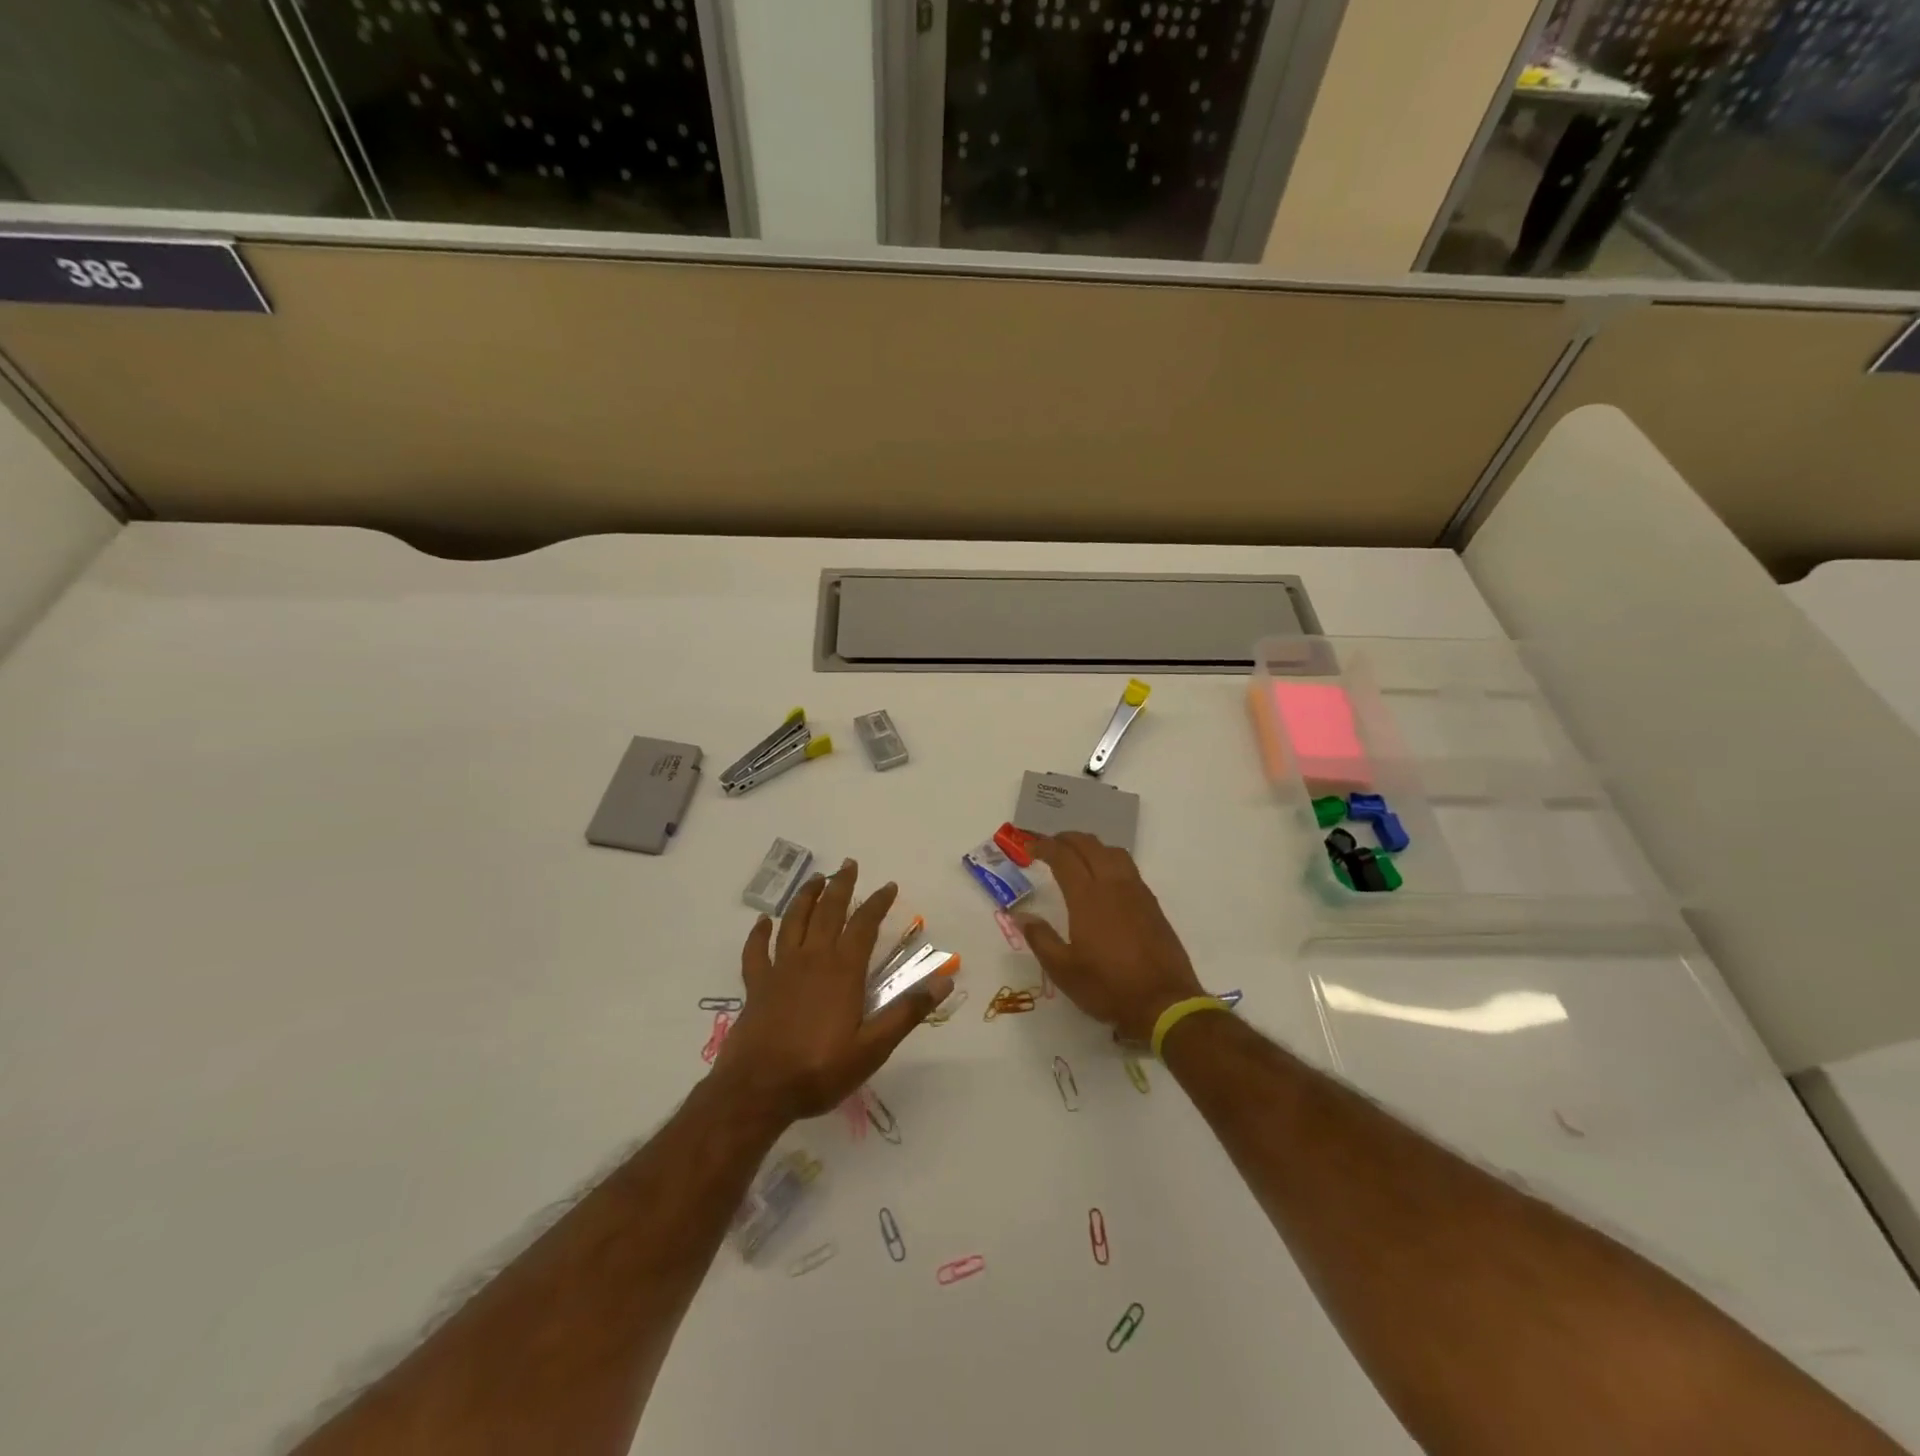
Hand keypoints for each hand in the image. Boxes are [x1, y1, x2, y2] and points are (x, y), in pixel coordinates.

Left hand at [713, 860, 951, 1123]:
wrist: (758, 1090)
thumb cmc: (820, 1070)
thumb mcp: (874, 1047)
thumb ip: (908, 1011)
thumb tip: (944, 979)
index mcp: (843, 970)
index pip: (864, 925)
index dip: (877, 903)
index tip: (888, 885)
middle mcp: (812, 959)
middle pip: (827, 912)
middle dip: (840, 886)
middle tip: (848, 865)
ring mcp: (780, 970)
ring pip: (793, 922)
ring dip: (805, 897)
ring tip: (815, 879)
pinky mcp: (756, 986)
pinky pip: (756, 952)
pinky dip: (758, 934)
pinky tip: (762, 922)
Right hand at [1020, 832, 1205, 1043]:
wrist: (1164, 1002)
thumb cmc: (1108, 987)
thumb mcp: (1064, 970)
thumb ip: (1040, 938)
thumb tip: (1021, 916)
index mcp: (1087, 897)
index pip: (1063, 857)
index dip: (1044, 847)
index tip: (1030, 847)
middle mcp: (1112, 885)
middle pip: (1089, 845)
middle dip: (1067, 839)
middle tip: (1050, 845)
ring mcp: (1136, 892)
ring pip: (1113, 852)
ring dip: (1092, 846)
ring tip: (1078, 856)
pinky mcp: (1152, 903)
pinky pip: (1128, 867)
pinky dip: (1110, 860)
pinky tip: (1105, 879)